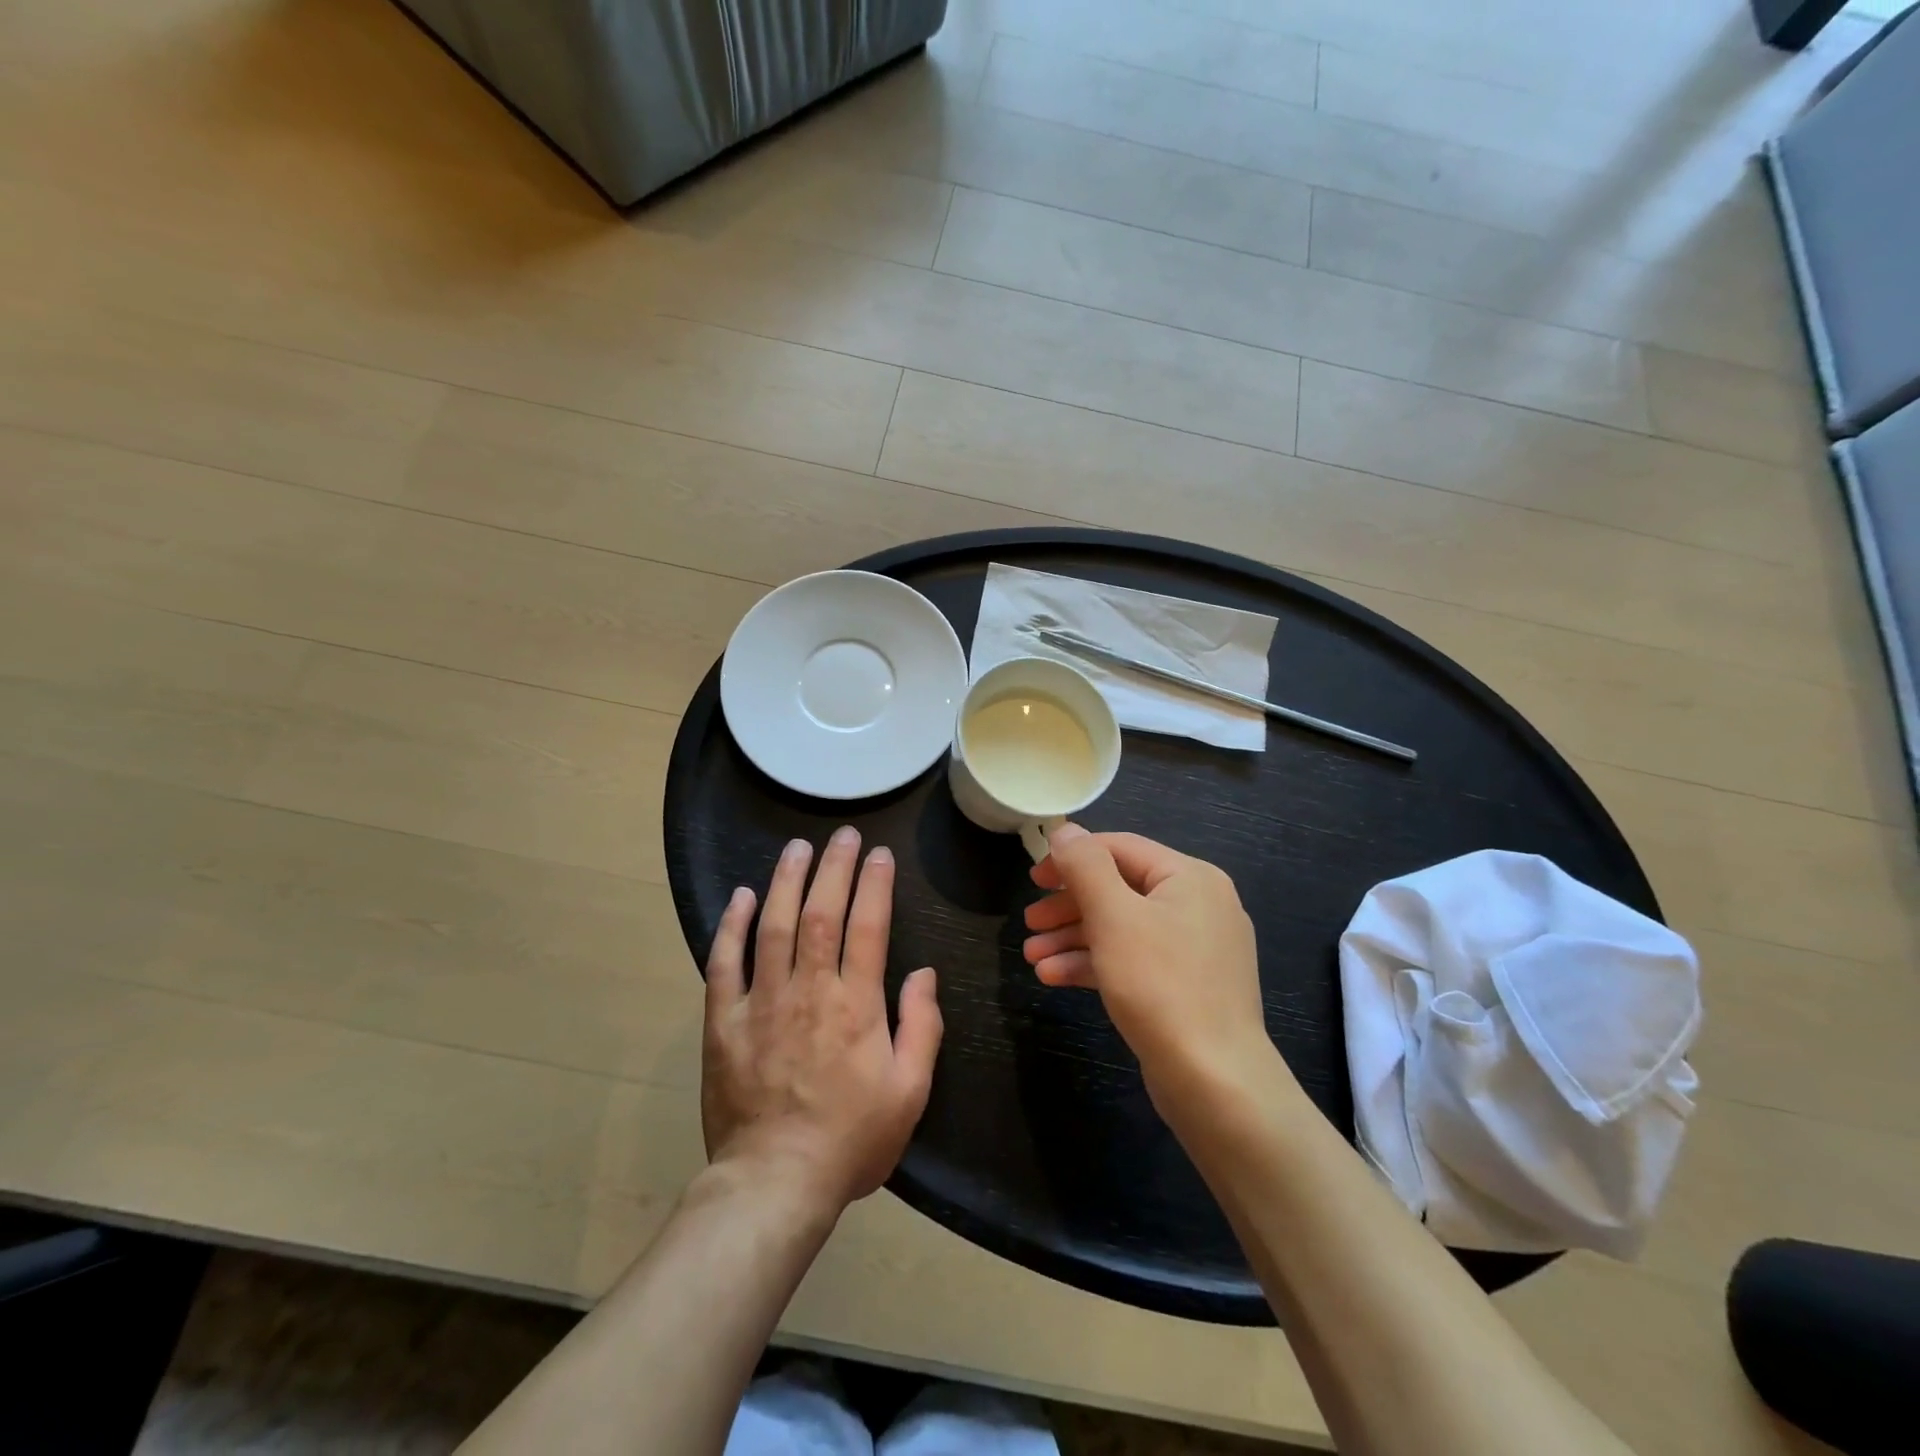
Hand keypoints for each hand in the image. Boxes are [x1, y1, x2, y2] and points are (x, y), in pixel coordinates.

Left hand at [702, 827, 942, 1212]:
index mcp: (856, 1004)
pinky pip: (724, 963)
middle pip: (821, 912)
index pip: (868, 926)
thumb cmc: (851, 1140)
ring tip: (796, 847)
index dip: (875, 884)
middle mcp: (810, 990)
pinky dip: (732, 926)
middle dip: (834, 867)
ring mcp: (762, 1002)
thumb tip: (924, 972)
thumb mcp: (910, 1091)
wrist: (775, 1184)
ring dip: (786, 880)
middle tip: (842, 835)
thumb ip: (921, 1026)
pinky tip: (742, 897)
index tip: (879, 854)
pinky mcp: (724, 1022)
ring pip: (774, 925)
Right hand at [1023, 825, 1276, 1104]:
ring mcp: (1195, 949)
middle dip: (1069, 906)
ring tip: (1032, 957)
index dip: (1072, 858)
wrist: (1215, 1082)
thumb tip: (1065, 830)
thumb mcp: (1114, 916)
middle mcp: (1198, 905)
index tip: (1033, 878)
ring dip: (1074, 938)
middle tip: (1030, 922)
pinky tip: (1055, 978)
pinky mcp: (1186, 986)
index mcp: (1190, 877)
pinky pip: (1134, 960)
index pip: (1120, 848)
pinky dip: (1096, 964)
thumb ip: (1085, 866)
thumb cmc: (1160, 986)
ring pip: (1123, 928)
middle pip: (1120, 889)